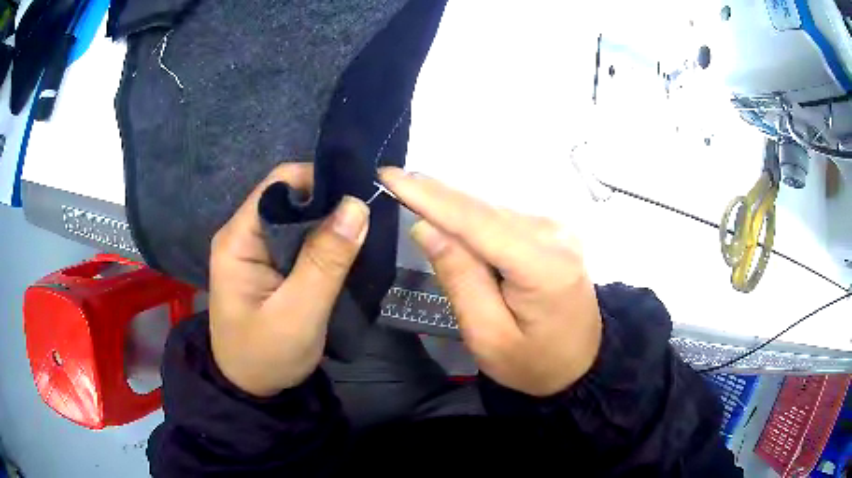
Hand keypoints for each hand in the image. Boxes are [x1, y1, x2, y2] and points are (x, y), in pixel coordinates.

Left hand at [209, 164, 369, 396]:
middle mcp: (244, 235)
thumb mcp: (298, 314)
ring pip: (297, 218)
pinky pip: (299, 239)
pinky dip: (325, 241)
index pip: (279, 185)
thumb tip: (357, 205)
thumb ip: (324, 262)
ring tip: (366, 231)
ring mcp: (256, 249)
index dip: (320, 182)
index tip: (360, 195)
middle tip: (371, 216)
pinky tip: (348, 249)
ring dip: (330, 223)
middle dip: (330, 203)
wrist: (251, 388)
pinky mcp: (269, 264)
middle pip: (290, 197)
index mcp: (238, 239)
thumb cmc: (266, 356)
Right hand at [380, 168, 601, 396]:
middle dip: (435, 196)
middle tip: (392, 180)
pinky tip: (453, 226)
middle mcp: (554, 235)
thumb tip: (425, 227)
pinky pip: (503, 220)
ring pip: (491, 212)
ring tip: (414, 199)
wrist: (582, 363)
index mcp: (543, 267)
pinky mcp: (553, 232)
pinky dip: (473, 221)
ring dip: (453, 210)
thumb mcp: (488, 336)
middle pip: (483, 210)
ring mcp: (557, 230)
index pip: (476, 221)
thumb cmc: (534, 363)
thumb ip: (460, 278)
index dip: (429, 196)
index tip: (389, 174)